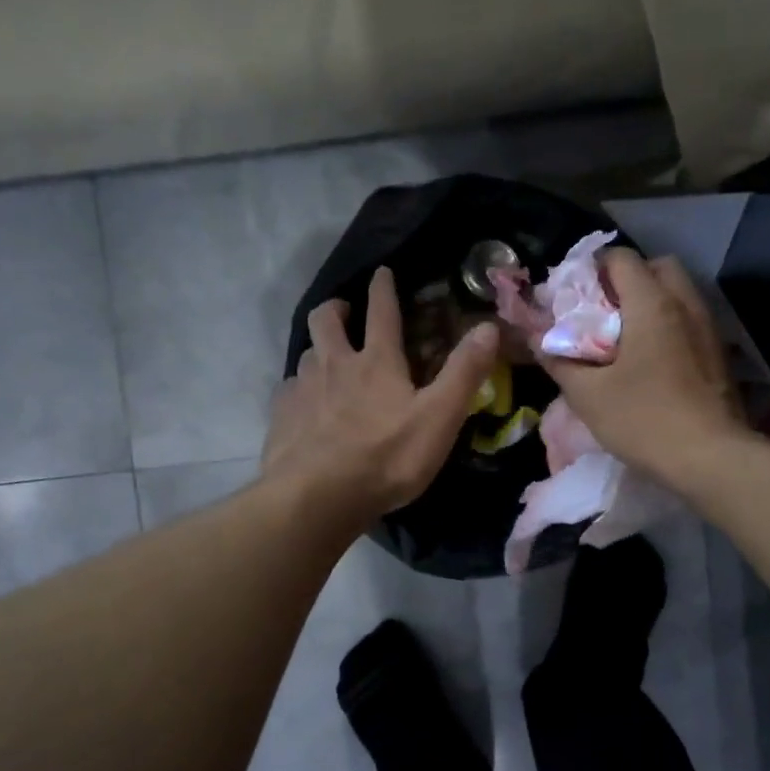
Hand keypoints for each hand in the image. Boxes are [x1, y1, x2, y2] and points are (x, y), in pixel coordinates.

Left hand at [263, 266, 498, 524]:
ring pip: (306, 354)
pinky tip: (306, 406)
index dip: (384, 288)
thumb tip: (488, 326)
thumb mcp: (439, 417)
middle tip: (345, 310)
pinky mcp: (281, 418)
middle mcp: (334, 365)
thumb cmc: (386, 457)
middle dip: (336, 308)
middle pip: (325, 320)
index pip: (382, 311)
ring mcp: (302, 390)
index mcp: (376, 362)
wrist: (316, 498)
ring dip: (318, 349)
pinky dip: (300, 388)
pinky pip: (289, 390)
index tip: (382, 272)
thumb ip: (464, 372)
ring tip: (327, 362)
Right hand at [541, 249, 749, 483]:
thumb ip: (560, 361)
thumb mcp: (588, 395)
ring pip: (678, 293)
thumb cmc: (644, 419)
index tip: (574, 296)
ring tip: (624, 337)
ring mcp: (708, 328)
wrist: (711, 458)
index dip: (592, 269)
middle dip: (628, 279)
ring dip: (650, 302)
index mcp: (651, 303)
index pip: (621, 258)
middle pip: (657, 267)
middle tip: (603, 311)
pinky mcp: (719, 354)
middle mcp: (685, 304)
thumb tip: (538, 339)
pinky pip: (689, 320)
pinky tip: (651, 360)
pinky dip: (668, 325)